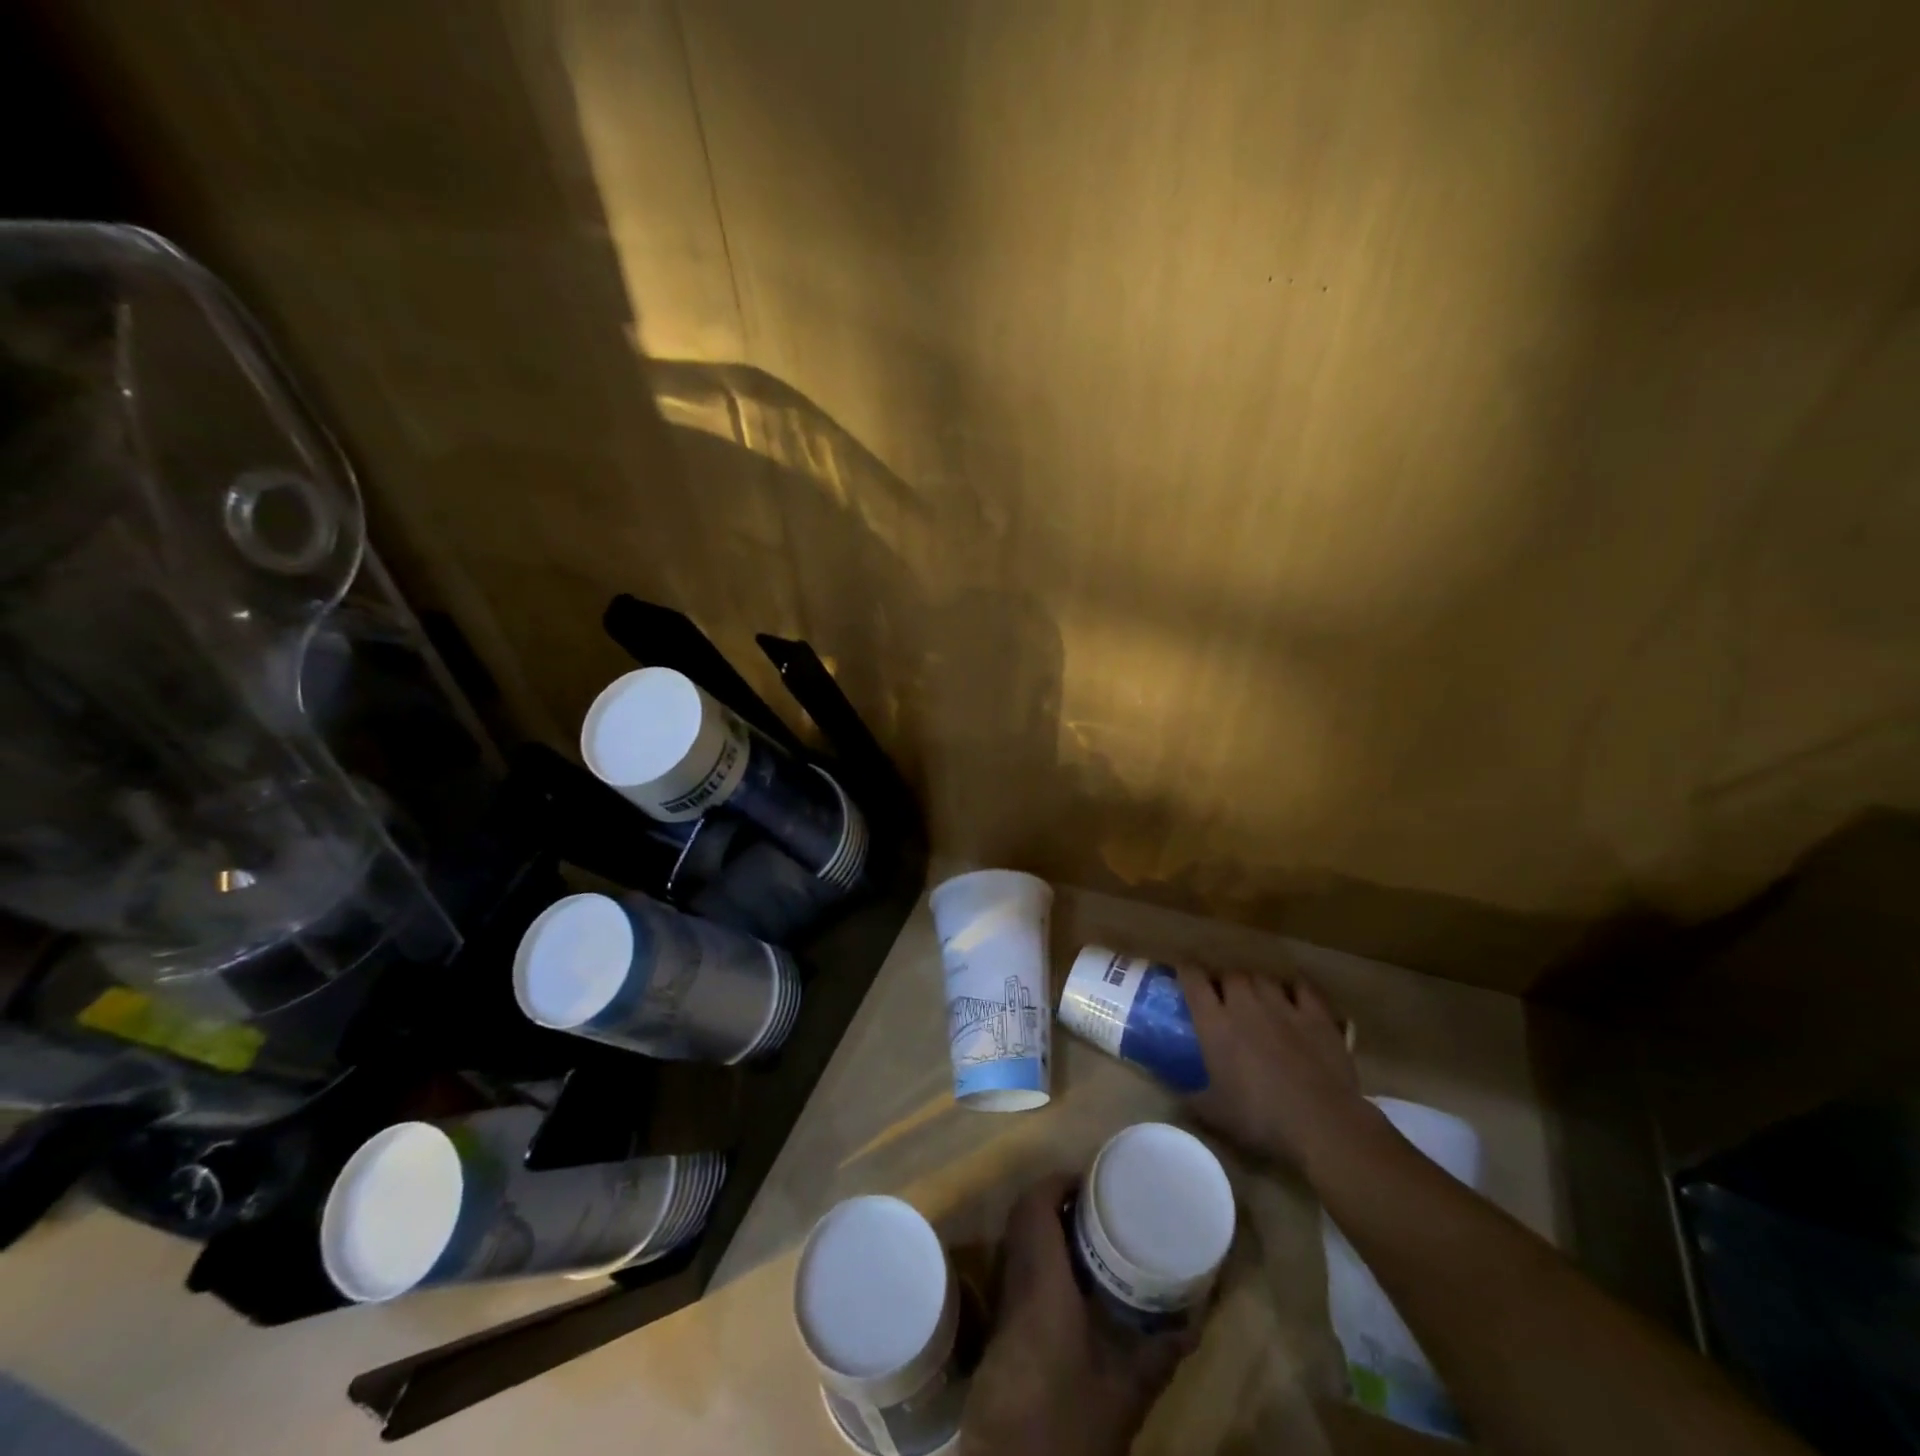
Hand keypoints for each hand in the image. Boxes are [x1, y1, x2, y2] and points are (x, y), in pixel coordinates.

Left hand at [961, 1175, 1196, 1455]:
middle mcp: (1014, 1281)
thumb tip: (1195, 1322)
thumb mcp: (1125, 1393)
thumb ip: (1160, 1354)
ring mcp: (1001, 1303)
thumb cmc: (1067, 1423)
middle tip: (1093, 1203)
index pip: (1036, 1207)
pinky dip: (1037, 1255)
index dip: (1057, 1183)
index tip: (1091, 1180)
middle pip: (1021, 1216)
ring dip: (1043, 1225)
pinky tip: (1069, 1279)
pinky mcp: (999, 1326)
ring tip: (1084, 1231)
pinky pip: (1014, 1266)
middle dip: (1052, 1199)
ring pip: (1015, 1240)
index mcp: (1041, 1282)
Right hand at [1178, 964, 1362, 1167]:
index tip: (1183, 972)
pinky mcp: (1316, 1016)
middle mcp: (1245, 1005)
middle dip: (1224, 981)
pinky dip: (1294, 988)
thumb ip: (1190, 1098)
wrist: (1322, 1124)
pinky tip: (1293, 996)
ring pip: (1263, 978)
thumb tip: (1174, 1095)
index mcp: (1215, 1023)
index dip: (1186, 970)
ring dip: (1256, 984)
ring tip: (1257, 997)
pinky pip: (1302, 988)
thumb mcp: (1214, 1114)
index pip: (1193, 979)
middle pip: (1230, 974)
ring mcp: (1283, 1007)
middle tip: (1224, 996)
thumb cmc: (1260, 1118)